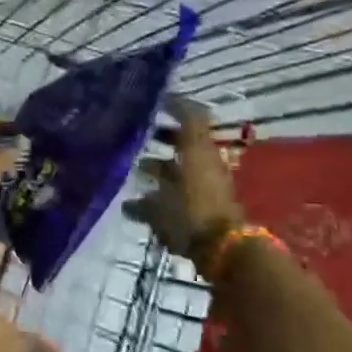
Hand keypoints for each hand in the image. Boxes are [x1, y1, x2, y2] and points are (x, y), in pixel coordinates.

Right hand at [124, 98, 243, 271]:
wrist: (225, 251)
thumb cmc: (191, 215)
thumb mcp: (160, 204)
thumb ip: (143, 202)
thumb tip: (126, 196)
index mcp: (197, 151)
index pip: (190, 116)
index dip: (175, 105)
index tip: (155, 100)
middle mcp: (204, 164)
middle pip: (185, 142)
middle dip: (163, 137)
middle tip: (140, 134)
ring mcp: (208, 186)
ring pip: (184, 167)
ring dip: (161, 166)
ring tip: (137, 168)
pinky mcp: (207, 207)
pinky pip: (184, 191)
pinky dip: (164, 194)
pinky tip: (138, 205)